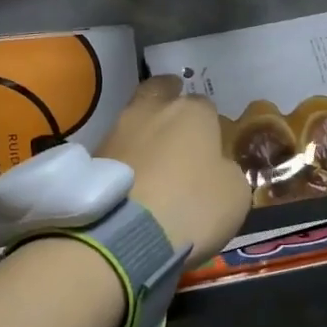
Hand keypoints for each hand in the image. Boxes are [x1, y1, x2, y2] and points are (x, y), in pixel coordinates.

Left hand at [99, 76, 250, 261]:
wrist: (125, 234)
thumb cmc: (192, 206)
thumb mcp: (234, 194)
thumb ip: (226, 170)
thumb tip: (215, 167)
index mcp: (192, 112)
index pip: (205, 104)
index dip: (209, 122)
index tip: (211, 141)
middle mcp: (151, 111)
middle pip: (159, 92)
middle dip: (167, 99)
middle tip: (176, 121)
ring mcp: (116, 132)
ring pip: (133, 121)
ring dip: (143, 133)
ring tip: (152, 158)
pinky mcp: (91, 158)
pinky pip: (117, 151)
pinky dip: (125, 159)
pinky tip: (133, 179)